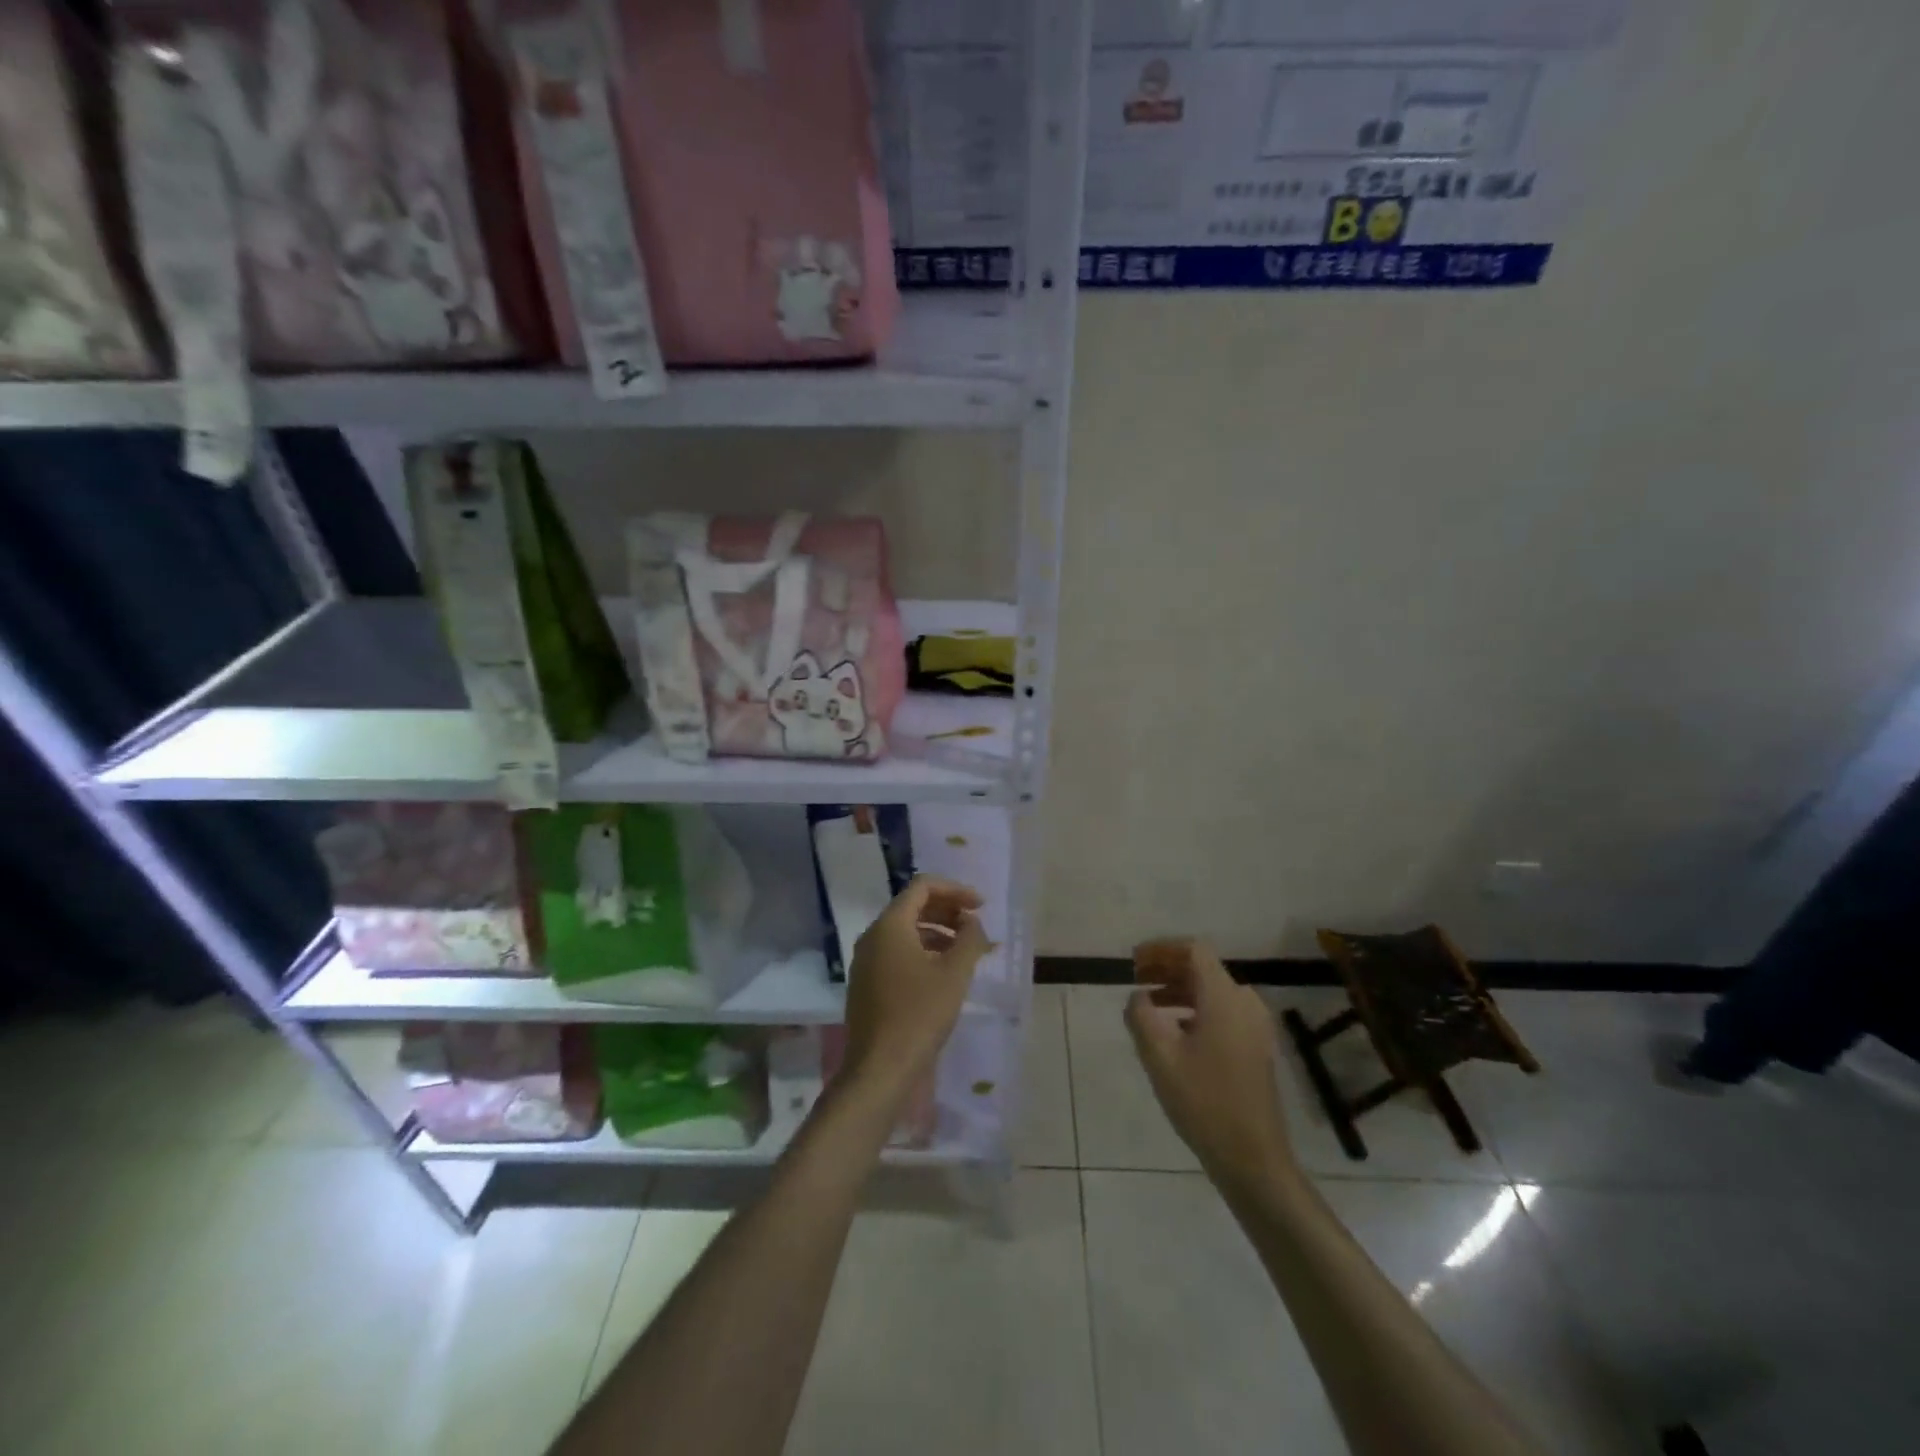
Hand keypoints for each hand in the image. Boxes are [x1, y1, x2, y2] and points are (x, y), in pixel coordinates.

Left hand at [842, 876, 990, 1110]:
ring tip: (967, 951)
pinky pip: (898, 954)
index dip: (955, 890)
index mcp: (889, 925)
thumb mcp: (955, 973)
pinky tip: (945, 973)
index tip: (981, 906)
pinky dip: (924, 952)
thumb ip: (969, 938)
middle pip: (913, 907)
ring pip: (906, 932)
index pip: (922, 887)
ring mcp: (866, 962)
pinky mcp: (868, 984)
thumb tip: (972, 921)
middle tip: (976, 926)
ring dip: (939, 933)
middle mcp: (872, 936)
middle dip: (948, 911)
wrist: (880, 1069)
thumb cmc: (920, 1014)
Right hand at [1126, 938, 1294, 1190]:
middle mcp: (1245, 1003)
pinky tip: (1173, 1031)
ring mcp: (1255, 1026)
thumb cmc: (1204, 1102)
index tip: (1133, 961)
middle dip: (1166, 968)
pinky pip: (1222, 1011)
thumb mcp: (1160, 1057)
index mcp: (1224, 997)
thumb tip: (1137, 996)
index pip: (1194, 950)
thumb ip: (1141, 1016)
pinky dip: (1195, 1009)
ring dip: (1178, 989)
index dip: (1161, 948)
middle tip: (1135, 978)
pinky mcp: (1256, 1047)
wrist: (1253, 1159)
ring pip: (1212, 991)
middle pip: (1203, 968)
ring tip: (1148, 1004)